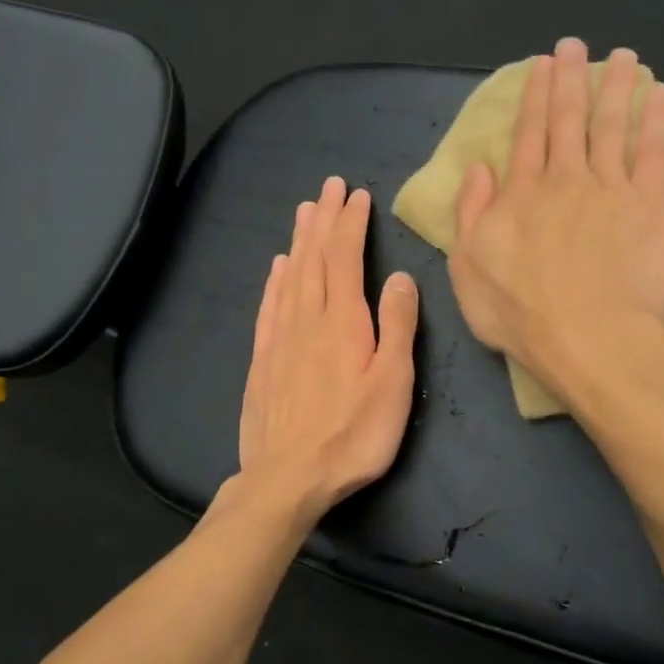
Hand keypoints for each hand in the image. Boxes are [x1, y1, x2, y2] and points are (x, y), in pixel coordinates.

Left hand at [237, 176, 419, 521]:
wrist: (288, 477)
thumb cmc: (352, 435)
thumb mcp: (392, 383)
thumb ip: (398, 327)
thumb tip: (401, 277)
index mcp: (343, 322)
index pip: (345, 258)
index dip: (351, 224)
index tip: (357, 195)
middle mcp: (307, 319)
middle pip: (314, 258)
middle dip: (325, 219)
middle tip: (330, 187)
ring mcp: (280, 338)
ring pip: (290, 276)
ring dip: (300, 240)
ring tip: (305, 210)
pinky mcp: (262, 360)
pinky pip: (269, 306)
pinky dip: (275, 279)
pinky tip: (277, 267)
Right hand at [449, 38, 663, 399]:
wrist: (589, 340)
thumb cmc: (521, 314)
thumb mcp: (468, 269)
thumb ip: (471, 214)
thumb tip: (478, 169)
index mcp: (522, 194)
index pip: (528, 134)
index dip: (534, 96)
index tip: (542, 65)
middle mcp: (567, 180)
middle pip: (569, 120)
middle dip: (571, 79)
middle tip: (576, 46)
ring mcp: (612, 190)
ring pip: (614, 127)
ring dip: (618, 89)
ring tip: (625, 58)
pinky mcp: (653, 208)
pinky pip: (656, 155)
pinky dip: (660, 123)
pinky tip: (662, 99)